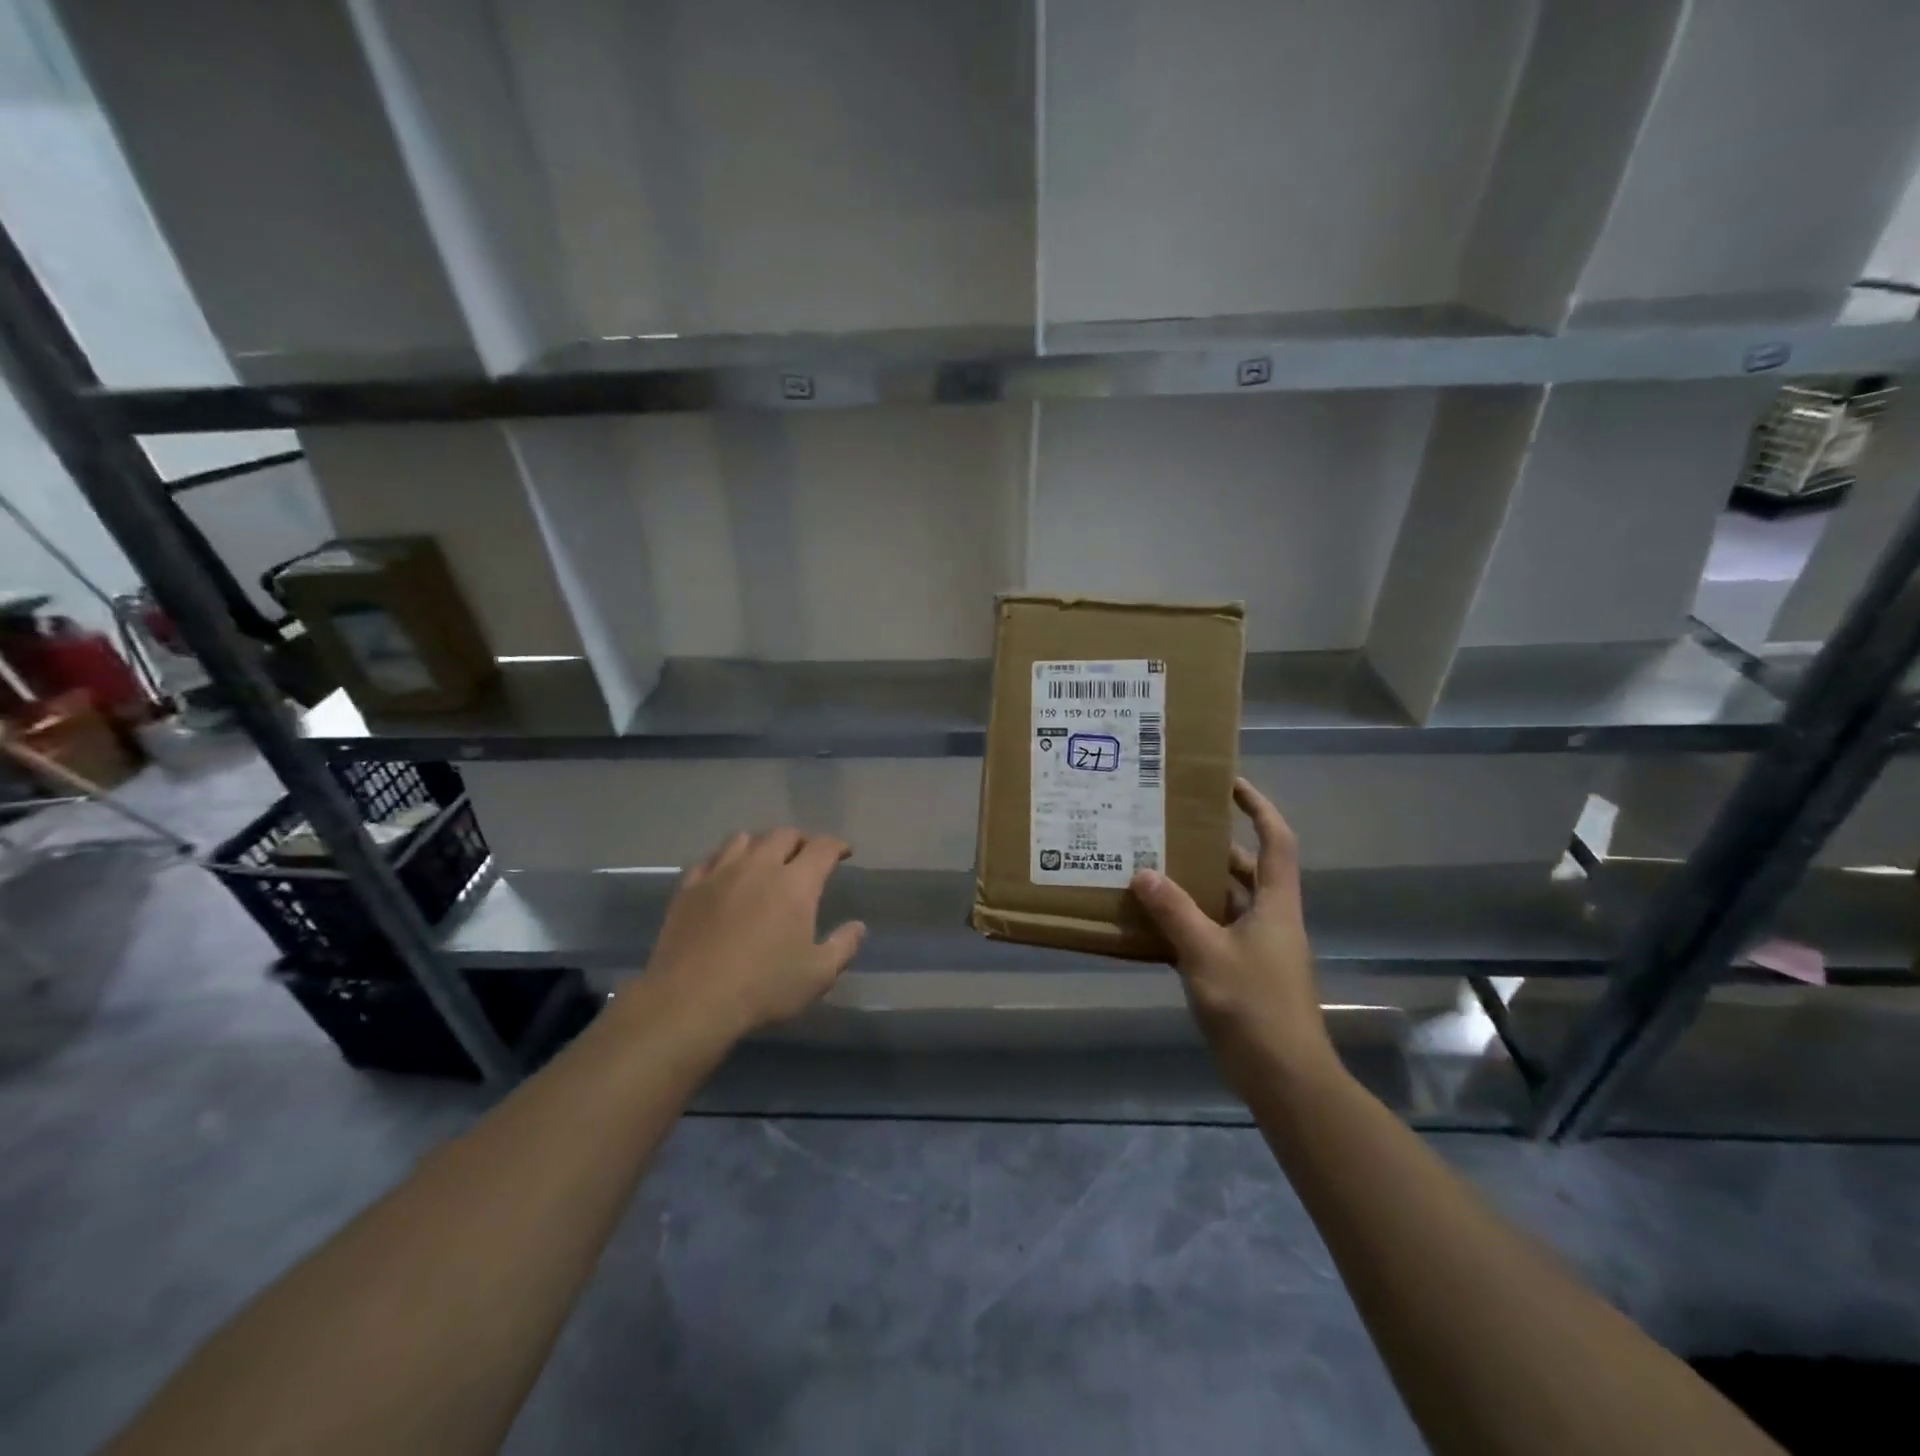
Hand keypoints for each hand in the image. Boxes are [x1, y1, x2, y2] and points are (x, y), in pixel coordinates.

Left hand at [642, 828, 866, 1040]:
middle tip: (806, 857)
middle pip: (783, 835)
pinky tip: (725, 876)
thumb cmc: (763, 987)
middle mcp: (760, 866)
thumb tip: (858, 926)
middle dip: (800, 841)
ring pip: (744, 839)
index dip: (837, 845)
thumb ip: (843, 946)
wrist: (691, 999)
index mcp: (796, 883)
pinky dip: (725, 860)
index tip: (844, 852)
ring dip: (761, 844)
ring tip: (765, 861)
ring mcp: (720, 873)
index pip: (822, 848)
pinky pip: (710, 859)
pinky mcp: (689, 888)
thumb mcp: (818, 975)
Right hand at [1130, 779, 1335, 1094]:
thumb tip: (1143, 873)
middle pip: (1244, 868)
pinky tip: (1152, 920)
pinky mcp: (1240, 972)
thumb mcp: (1206, 953)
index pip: (1276, 840)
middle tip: (1168, 828)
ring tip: (1151, 866)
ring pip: (1224, 901)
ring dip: (1193, 885)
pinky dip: (1186, 921)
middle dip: (1211, 846)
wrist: (1283, 1077)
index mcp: (1274, 903)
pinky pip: (1211, 932)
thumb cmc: (1254, 1005)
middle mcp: (1269, 918)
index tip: (1228, 783)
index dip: (1258, 806)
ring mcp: (1256, 947)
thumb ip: (1174, 911)